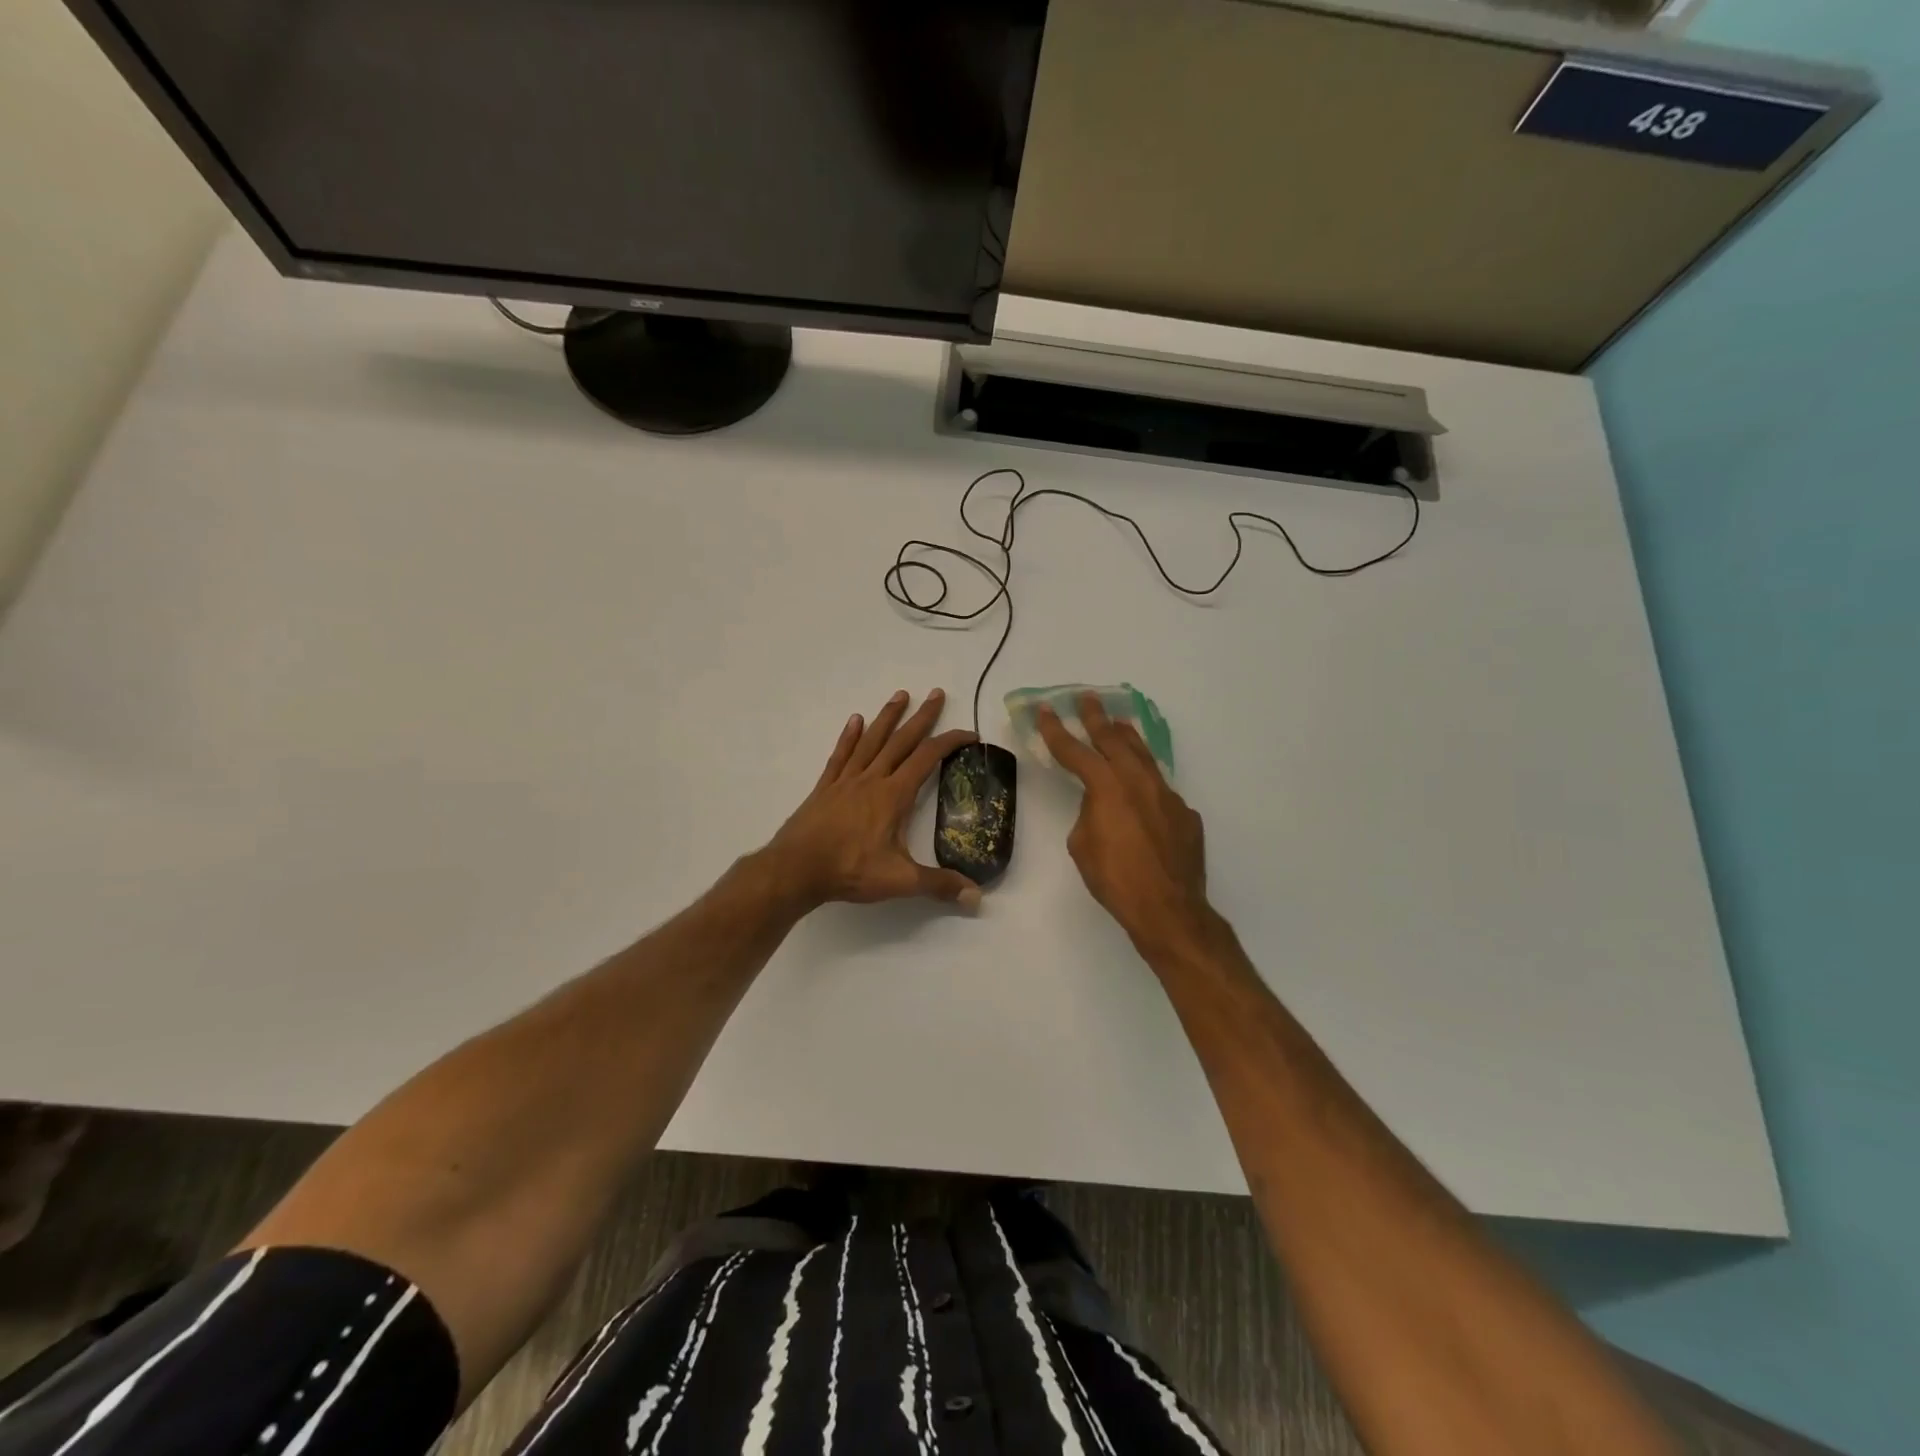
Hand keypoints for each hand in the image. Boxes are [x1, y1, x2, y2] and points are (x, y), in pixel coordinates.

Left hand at [762, 690, 981, 910]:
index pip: (928, 758)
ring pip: (871, 741)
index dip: (951, 742)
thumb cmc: (849, 870)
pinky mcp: (825, 788)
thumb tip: (976, 896)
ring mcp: (846, 780)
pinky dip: (849, 737)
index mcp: (894, 795)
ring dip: (887, 717)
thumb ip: (939, 885)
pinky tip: (855, 721)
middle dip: (922, 717)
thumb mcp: (900, 880)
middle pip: (901, 740)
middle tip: (936, 693)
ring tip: (900, 695)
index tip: (970, 734)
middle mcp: (872, 779)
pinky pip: (840, 755)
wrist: (796, 869)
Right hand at [1037, 693, 1213, 954]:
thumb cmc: (1114, 879)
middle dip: (1096, 718)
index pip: (1075, 751)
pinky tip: (1143, 795)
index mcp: (1107, 786)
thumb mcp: (1083, 845)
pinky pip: (1161, 790)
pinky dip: (1146, 784)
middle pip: (1114, 740)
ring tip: (1118, 724)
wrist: (1168, 908)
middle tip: (1087, 698)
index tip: (1045, 710)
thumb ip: (1088, 814)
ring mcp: (1167, 795)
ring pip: (1144, 757)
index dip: (1056, 730)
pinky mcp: (1185, 814)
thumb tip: (1101, 806)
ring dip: (1127, 738)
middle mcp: (1138, 781)